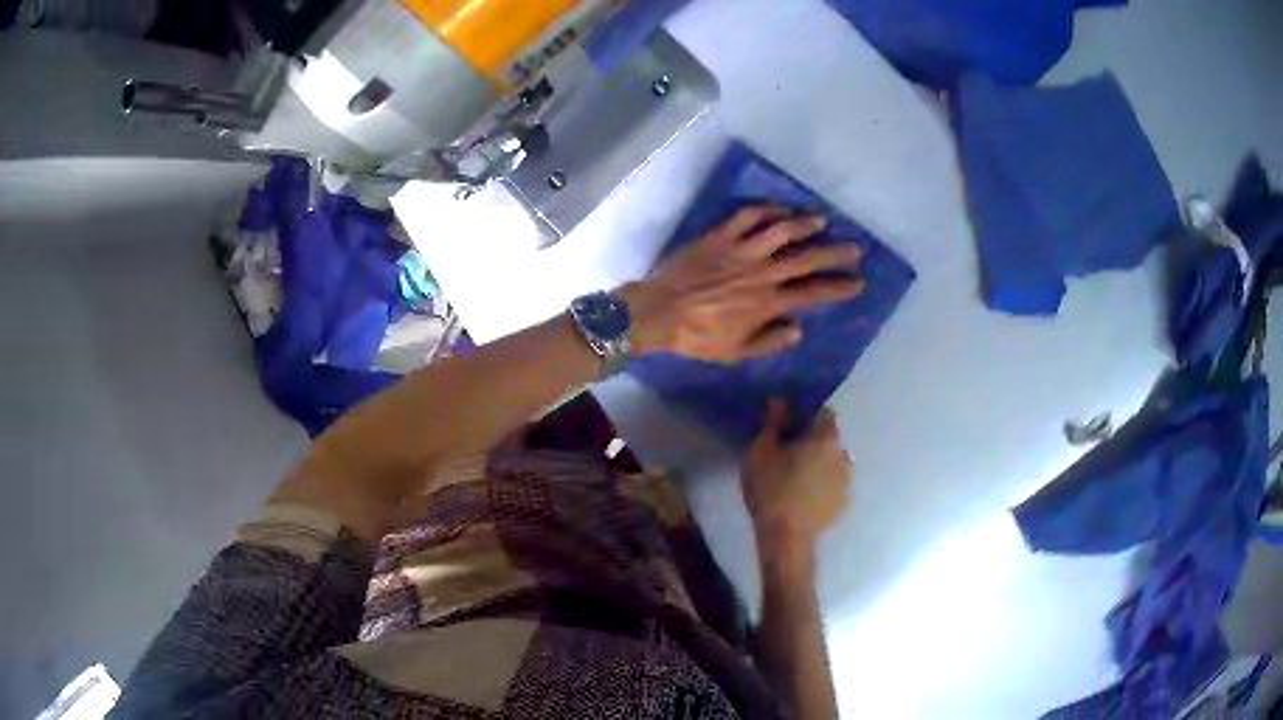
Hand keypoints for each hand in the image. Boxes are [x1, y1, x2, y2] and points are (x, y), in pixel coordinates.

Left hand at [621, 206, 864, 363]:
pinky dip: (767, 209)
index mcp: (768, 303)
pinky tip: (779, 209)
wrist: (658, 312)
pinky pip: (748, 216)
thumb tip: (798, 329)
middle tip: (855, 248)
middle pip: (807, 258)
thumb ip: (770, 342)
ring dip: (805, 224)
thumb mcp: (736, 352)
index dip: (839, 287)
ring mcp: (741, 250)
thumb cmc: (697, 337)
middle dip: (835, 253)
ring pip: (782, 230)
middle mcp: (762, 273)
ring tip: (822, 221)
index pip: (813, 293)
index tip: (858, 282)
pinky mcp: (720, 236)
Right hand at [743, 401, 852, 555]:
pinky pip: (833, 484)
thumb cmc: (771, 490)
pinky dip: (822, 484)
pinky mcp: (843, 503)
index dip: (806, 414)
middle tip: (787, 451)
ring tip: (796, 476)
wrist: (786, 539)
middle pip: (829, 438)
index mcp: (825, 438)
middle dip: (812, 440)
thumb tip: (780, 401)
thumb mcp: (761, 452)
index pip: (824, 412)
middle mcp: (843, 455)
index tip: (788, 424)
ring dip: (819, 463)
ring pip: (833, 462)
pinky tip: (804, 496)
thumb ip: (772, 423)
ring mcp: (846, 481)